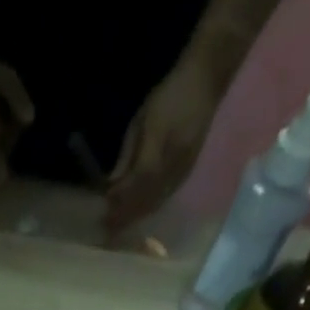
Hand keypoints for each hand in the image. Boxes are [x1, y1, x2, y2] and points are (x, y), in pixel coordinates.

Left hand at [105, 60, 224, 232]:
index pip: (135, 185)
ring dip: (137, 217)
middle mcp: (173, 165)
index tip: (103, 213)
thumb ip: (127, 155)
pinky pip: (165, 198)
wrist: (206, 81)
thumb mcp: (141, 120)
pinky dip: (149, 209)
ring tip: (119, 226)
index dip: (120, 201)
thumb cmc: (169, 96)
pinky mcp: (187, 173)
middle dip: (125, 216)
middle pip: (146, 200)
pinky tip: (138, 214)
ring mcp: (182, 171)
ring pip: (156, 203)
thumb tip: (112, 185)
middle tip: (107, 228)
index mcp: (159, 149)